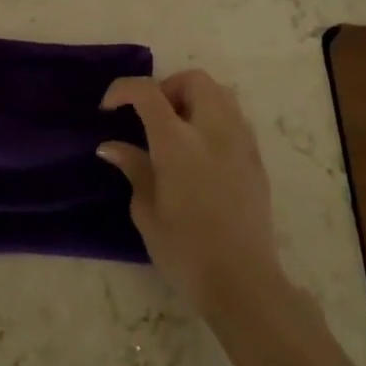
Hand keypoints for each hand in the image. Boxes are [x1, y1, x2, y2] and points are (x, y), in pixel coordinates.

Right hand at [98, 69, 280, 314]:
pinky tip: (203, 152)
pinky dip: (215, 120)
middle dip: (168, 87)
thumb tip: (112, 147)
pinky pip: (236, 119)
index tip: (108, 108)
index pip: (148, 92)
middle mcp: (212, 130)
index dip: (123, 89)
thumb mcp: (147, 212)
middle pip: (194, 80)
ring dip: (196, 99)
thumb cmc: (186, 251)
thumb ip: (133, 169)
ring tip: (179, 130)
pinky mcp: (257, 161)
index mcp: (178, 141)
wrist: (244, 285)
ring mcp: (240, 143)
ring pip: (221, 93)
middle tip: (152, 116)